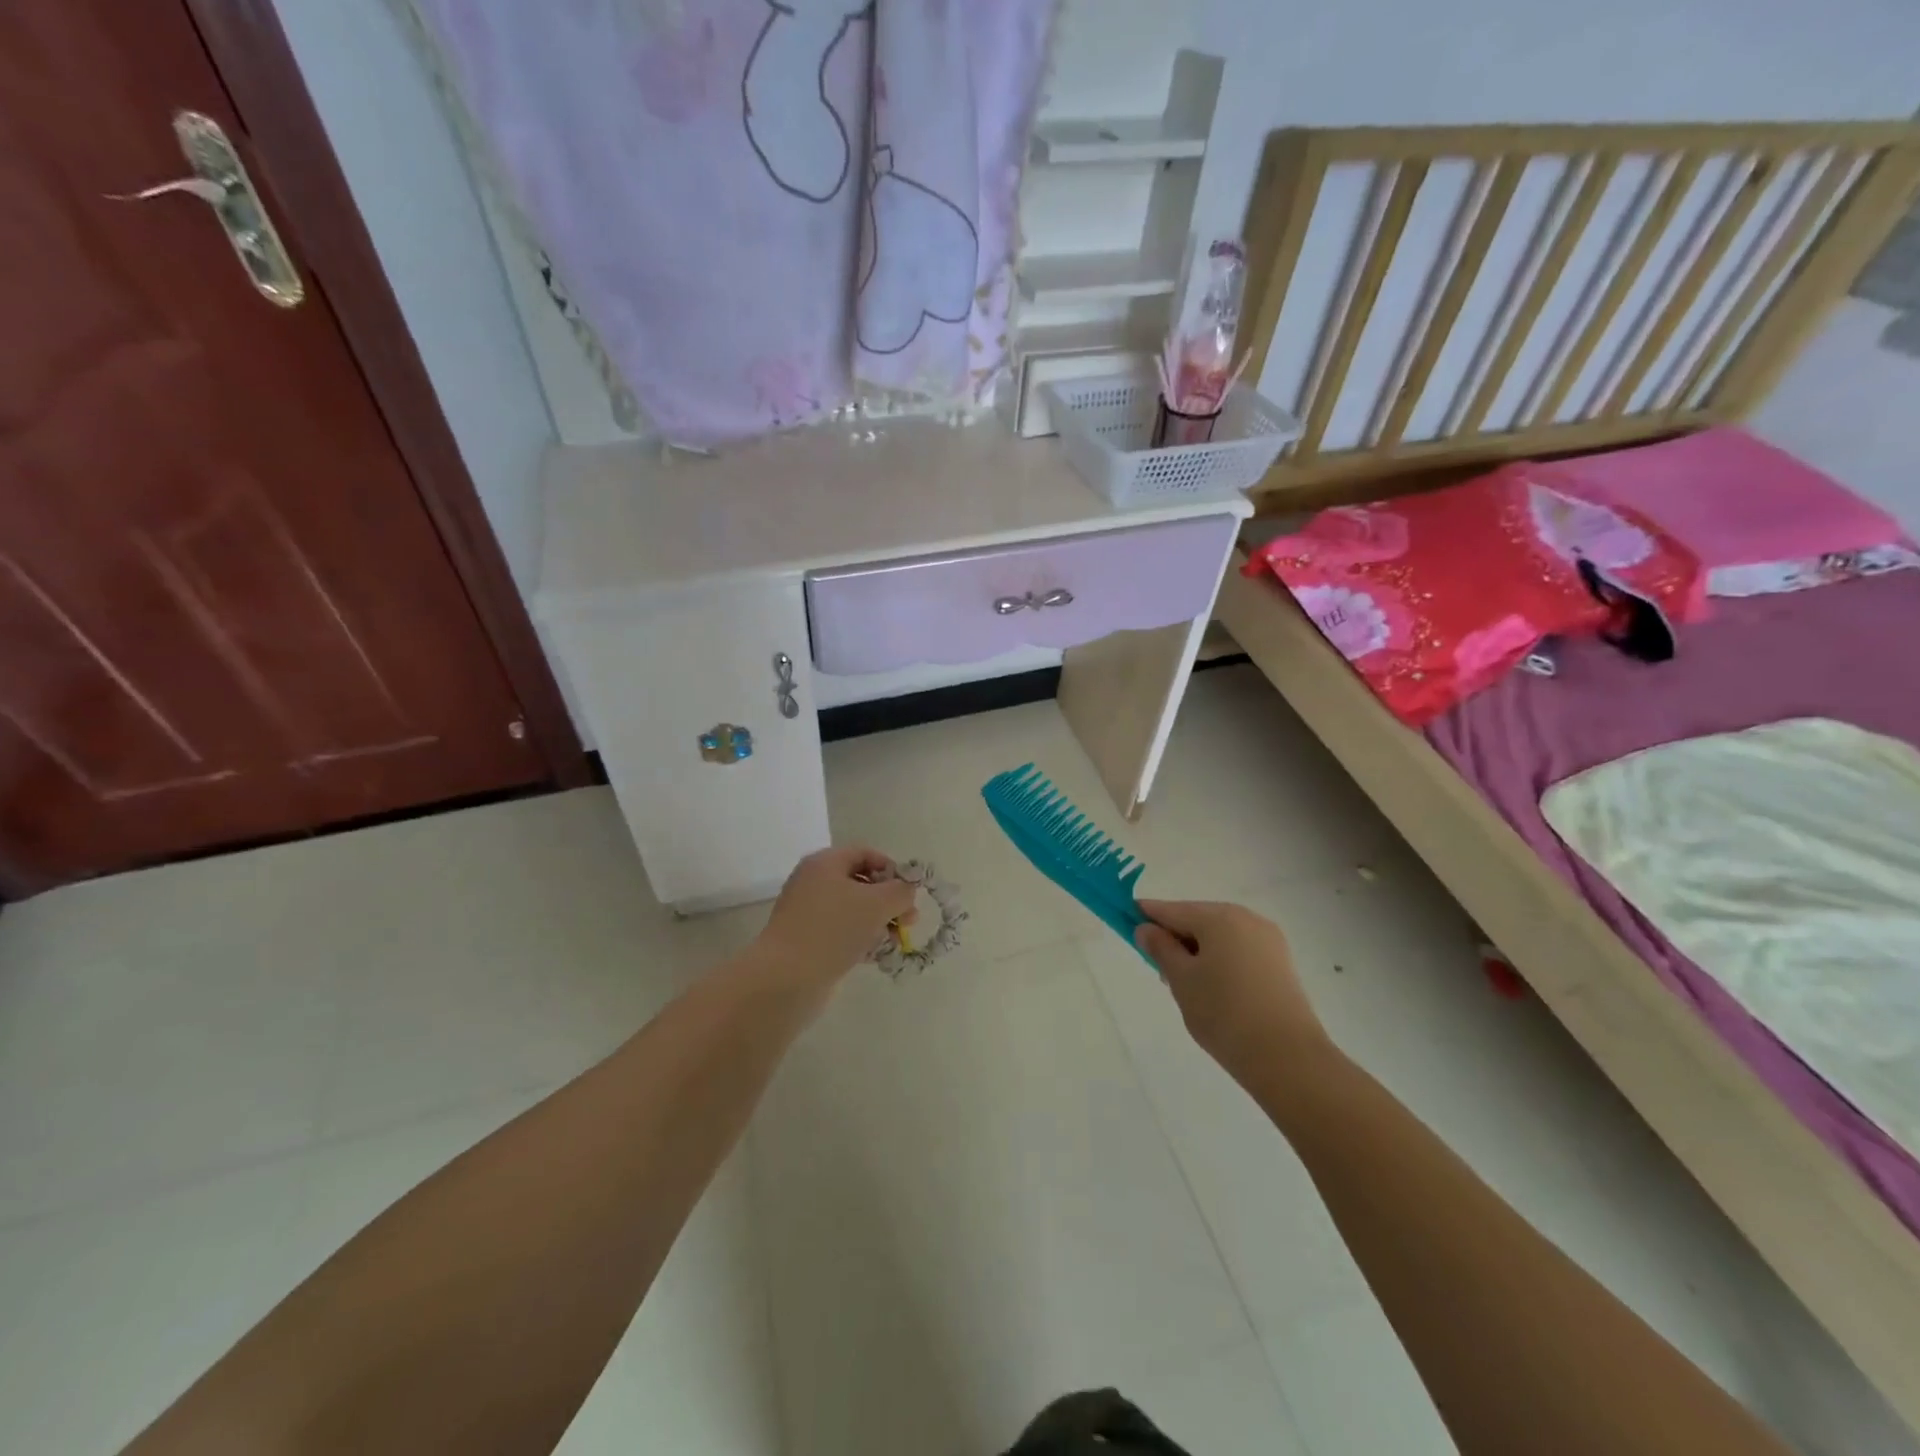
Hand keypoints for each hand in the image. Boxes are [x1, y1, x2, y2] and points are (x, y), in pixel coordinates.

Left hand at [756, 846, 917, 988]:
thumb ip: (900, 892)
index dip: (892, 869)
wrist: (786, 977)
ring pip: (852, 910)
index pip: (865, 853)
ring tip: (894, 943)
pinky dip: (860, 939)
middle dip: (889, 901)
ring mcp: (807, 912)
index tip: (909, 893)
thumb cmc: (834, 929)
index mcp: (825, 863)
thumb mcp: (877, 904)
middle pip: (861, 882)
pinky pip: (840, 931)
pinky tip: (874, 956)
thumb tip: (906, 891)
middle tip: (908, 922)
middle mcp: (813, 882)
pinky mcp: (806, 940)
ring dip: (878, 923)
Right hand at [1135, 900, 1328, 1084]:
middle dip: (1175, 939)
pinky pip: (1239, 951)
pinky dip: (1221, 962)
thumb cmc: (1224, 1013)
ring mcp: (1268, 940)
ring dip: (1198, 952)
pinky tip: (1215, 991)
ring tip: (1188, 988)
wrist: (1288, 1059)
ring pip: (1219, 937)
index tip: (1125, 923)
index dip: (1145, 916)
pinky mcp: (1281, 964)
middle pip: (1197, 919)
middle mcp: (1246, 918)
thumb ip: (1160, 949)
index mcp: (1219, 916)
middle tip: (1159, 971)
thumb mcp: (1181, 980)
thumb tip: (1146, 928)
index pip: (1171, 910)